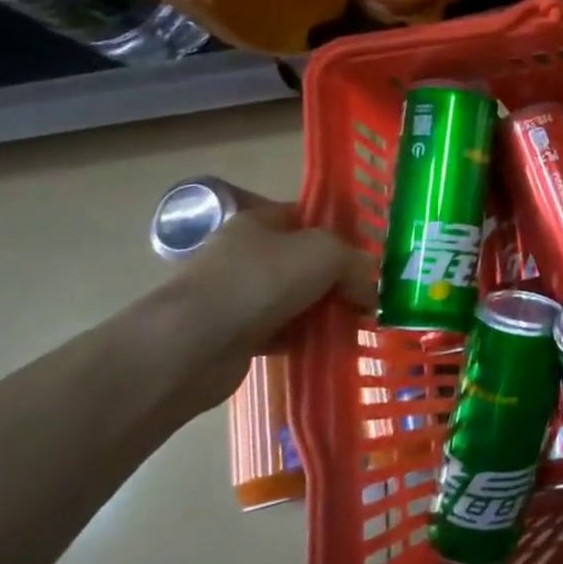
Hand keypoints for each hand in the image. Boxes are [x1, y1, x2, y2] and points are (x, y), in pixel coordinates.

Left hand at [153, 196, 375, 413]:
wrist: (192, 345)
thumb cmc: (260, 281)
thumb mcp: (325, 253)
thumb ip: (356, 263)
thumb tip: (370, 288)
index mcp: (259, 222)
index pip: (308, 217)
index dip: (341, 232)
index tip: (369, 256)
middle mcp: (246, 254)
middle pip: (305, 261)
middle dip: (338, 279)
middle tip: (369, 296)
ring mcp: (238, 296)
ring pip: (296, 299)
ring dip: (324, 312)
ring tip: (355, 325)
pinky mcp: (235, 336)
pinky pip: (282, 332)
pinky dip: (305, 338)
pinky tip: (328, 346)